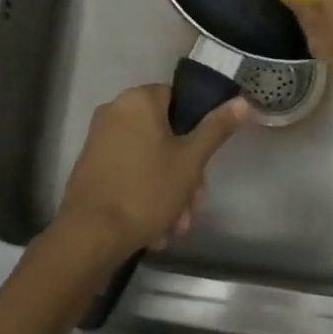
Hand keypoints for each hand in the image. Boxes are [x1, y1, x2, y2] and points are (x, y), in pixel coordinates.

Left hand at [56, 85, 249, 257]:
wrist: (90, 234)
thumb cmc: (146, 190)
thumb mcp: (190, 160)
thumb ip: (216, 128)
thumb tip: (242, 101)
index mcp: (138, 100)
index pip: (177, 99)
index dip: (195, 130)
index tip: (203, 163)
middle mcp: (115, 110)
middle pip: (164, 135)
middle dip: (183, 173)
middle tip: (192, 204)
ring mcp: (100, 138)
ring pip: (148, 159)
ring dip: (167, 191)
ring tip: (174, 227)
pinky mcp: (91, 165)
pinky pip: (128, 172)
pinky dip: (143, 195)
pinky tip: (154, 229)